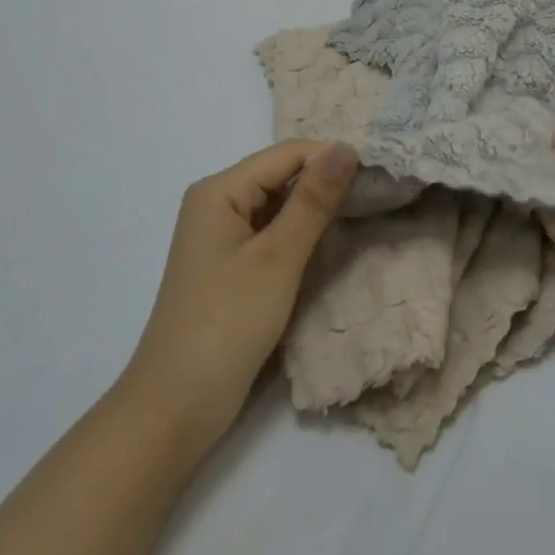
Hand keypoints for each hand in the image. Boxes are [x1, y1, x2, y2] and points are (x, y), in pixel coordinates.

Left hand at [117, 141, 357, 461]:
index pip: (285, 154)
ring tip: (363, 214)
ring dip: (313, 212)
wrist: (175, 408)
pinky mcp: (228, 266)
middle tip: (378, 194)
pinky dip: (298, 237)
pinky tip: (329, 245)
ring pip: (277, 207)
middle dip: (324, 184)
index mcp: (219, 191)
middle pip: (279, 176)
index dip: (330, 158)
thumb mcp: (278, 259)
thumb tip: (345, 147)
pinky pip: (269, 234)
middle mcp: (216, 203)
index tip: (379, 172)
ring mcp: (220, 236)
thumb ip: (313, 201)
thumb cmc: (226, 325)